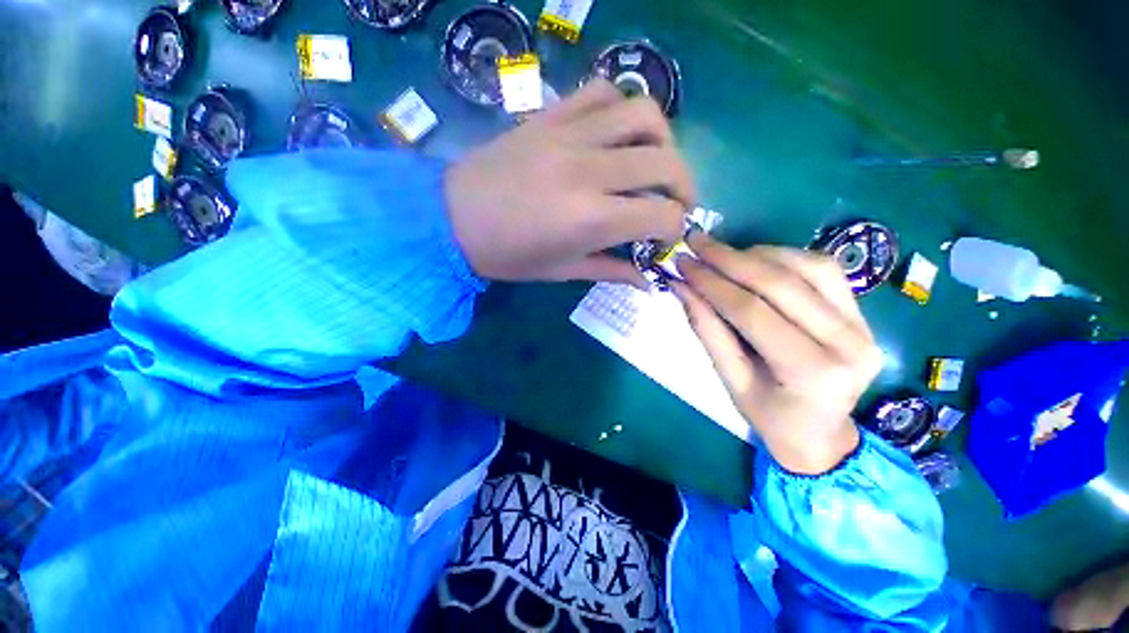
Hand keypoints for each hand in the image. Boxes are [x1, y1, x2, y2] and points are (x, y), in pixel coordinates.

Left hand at [444, 79, 694, 286]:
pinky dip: (623, 109)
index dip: (674, 228)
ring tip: (655, 162)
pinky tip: (619, 134)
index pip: (662, 215)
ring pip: (644, 113)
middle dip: (684, 187)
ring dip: (664, 139)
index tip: (665, 237)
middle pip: (666, 162)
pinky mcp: (552, 115)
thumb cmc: (509, 256)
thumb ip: (611, 271)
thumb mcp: (562, 271)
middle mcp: (589, 171)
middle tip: (675, 204)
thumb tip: (647, 281)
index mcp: (590, 219)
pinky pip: (603, 92)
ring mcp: (570, 135)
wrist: (454, 218)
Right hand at [673, 235, 883, 474]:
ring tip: (721, 254)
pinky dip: (784, 257)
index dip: (711, 283)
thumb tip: (682, 287)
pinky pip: (823, 270)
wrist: (820, 434)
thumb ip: (707, 330)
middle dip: (729, 259)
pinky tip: (755, 260)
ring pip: (807, 267)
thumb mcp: (730, 380)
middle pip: (781, 284)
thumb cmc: (769, 416)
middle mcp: (848, 343)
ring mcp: (863, 324)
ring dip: (757, 254)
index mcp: (812, 372)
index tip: (682, 264)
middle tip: (695, 242)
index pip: (752, 311)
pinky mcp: (863, 313)